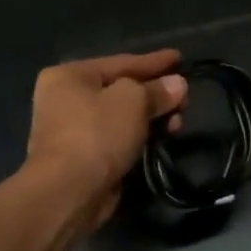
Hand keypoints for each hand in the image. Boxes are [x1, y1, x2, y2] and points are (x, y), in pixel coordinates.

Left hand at [26, 50, 188, 227]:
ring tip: (178, 124)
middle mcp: (65, 99)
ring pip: (121, 117)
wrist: (67, 192)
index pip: (121, 62)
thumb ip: (156, 90)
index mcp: (69, 75)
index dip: (154, 61)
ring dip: (151, 118)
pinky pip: (117, 139)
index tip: (180, 58)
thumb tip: (177, 84)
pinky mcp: (82, 158)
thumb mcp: (133, 102)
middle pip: (121, 90)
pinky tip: (161, 139)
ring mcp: (72, 130)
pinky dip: (139, 137)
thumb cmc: (96, 133)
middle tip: (185, 99)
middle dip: (155, 94)